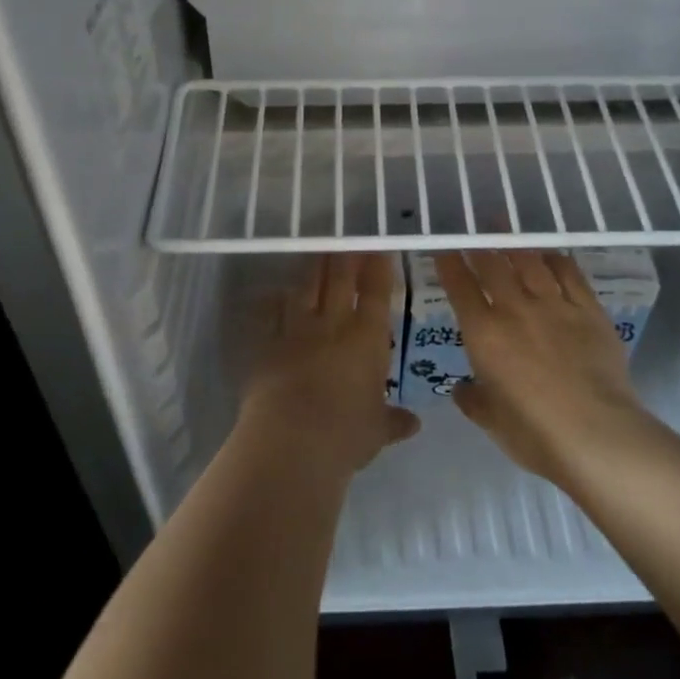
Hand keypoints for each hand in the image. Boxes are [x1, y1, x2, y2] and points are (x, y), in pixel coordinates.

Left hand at [238, 254, 419, 477]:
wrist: (290, 442)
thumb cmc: (345, 435)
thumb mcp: (376, 431)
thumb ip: (393, 421)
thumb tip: (413, 423)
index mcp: (367, 339)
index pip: (376, 293)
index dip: (378, 267)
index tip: (379, 247)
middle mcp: (333, 325)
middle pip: (340, 279)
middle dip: (346, 256)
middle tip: (347, 236)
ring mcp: (296, 330)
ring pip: (305, 288)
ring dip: (312, 268)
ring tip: (316, 251)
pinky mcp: (266, 343)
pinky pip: (270, 314)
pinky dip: (272, 301)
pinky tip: (273, 292)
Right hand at [434, 250, 647, 483]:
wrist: (595, 433)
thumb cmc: (534, 432)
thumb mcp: (492, 420)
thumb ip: (473, 399)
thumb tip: (462, 389)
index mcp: (484, 334)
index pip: (460, 288)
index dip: (449, 265)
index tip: (443, 250)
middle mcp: (515, 310)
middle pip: (493, 266)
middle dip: (480, 246)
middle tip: (474, 230)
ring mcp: (555, 306)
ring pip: (530, 263)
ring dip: (514, 243)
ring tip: (505, 228)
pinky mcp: (589, 311)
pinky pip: (570, 275)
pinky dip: (556, 260)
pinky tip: (551, 254)